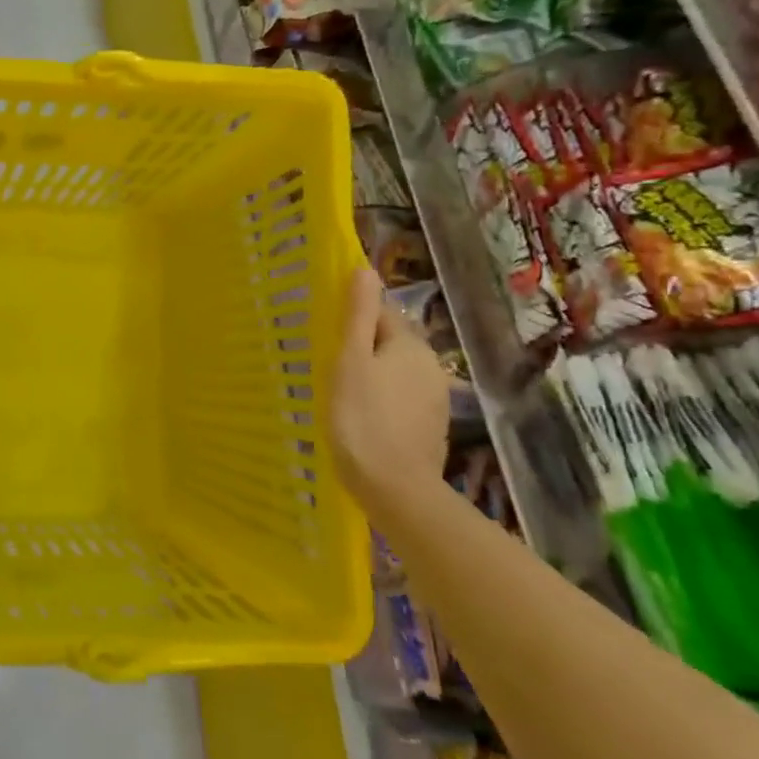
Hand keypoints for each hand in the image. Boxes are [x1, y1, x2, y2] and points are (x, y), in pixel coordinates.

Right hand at [332, 269, 449, 507]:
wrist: (394, 487)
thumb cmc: (362, 418)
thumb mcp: (351, 361)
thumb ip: (359, 316)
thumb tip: (365, 270)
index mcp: (411, 346)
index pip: (382, 314)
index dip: (352, 317)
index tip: (325, 329)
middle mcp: (431, 366)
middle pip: (390, 344)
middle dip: (363, 347)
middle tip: (327, 361)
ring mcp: (434, 400)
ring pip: (396, 373)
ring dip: (373, 375)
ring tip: (339, 390)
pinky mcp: (430, 428)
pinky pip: (401, 401)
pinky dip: (382, 401)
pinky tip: (361, 417)